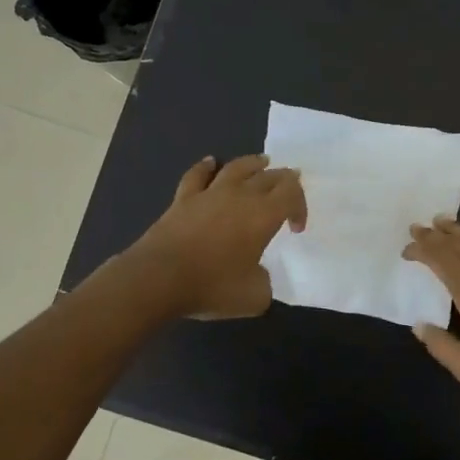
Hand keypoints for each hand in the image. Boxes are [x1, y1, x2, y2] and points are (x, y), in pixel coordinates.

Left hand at [130, 155, 306, 318]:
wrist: (159, 278)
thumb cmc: (212, 286)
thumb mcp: (254, 297)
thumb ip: (264, 282)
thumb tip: (257, 274)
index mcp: (263, 215)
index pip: (292, 193)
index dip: (300, 205)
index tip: (295, 229)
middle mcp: (240, 196)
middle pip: (269, 176)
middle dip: (284, 181)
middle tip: (288, 191)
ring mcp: (209, 193)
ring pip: (237, 167)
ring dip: (253, 163)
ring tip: (262, 162)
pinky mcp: (183, 199)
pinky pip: (197, 175)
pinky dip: (206, 166)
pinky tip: (210, 162)